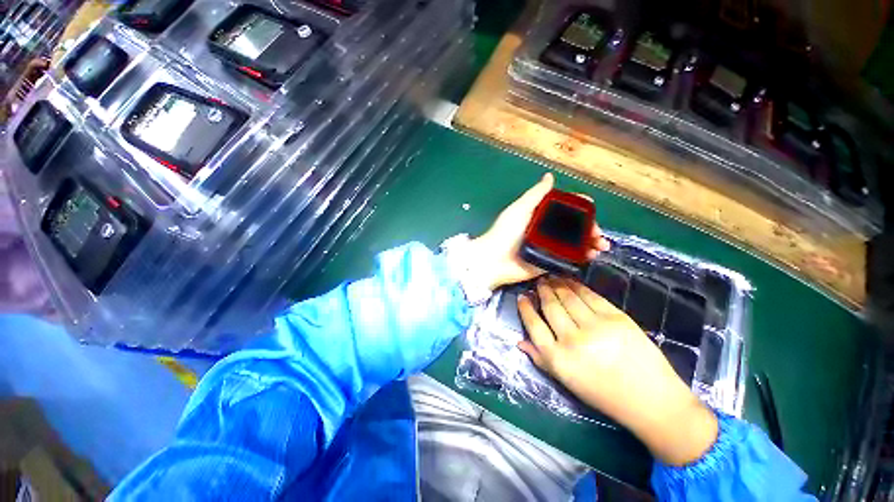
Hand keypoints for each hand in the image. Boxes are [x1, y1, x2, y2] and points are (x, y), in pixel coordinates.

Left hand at [467, 173, 609, 290]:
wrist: (494, 260)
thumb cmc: (505, 232)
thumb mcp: (520, 209)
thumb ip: (536, 194)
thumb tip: (550, 176)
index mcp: (539, 215)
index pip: (564, 209)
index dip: (579, 207)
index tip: (591, 208)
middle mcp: (546, 230)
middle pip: (573, 226)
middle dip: (589, 228)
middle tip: (598, 235)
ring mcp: (548, 247)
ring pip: (574, 243)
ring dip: (590, 243)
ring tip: (600, 247)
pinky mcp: (549, 262)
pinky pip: (568, 259)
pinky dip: (581, 257)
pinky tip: (591, 257)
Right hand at [518, 277, 717, 465]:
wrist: (650, 399)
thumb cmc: (603, 394)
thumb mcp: (566, 381)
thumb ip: (540, 359)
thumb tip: (520, 342)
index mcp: (558, 358)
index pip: (534, 325)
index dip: (525, 308)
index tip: (522, 297)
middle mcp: (573, 339)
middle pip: (551, 307)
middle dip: (542, 291)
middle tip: (538, 282)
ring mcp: (596, 326)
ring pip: (569, 297)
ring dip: (557, 285)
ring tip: (551, 278)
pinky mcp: (617, 317)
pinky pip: (590, 296)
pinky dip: (577, 286)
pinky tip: (570, 281)